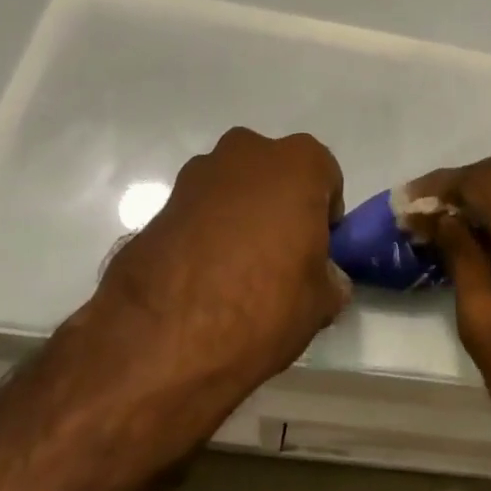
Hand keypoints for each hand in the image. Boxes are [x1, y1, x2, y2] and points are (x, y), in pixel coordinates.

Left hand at [95, 128, 348, 389]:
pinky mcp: (160, 203)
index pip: (325, 178)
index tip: (315, 252)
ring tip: (236, 272)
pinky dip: (205, 233)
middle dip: (279, 207)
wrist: (164, 337)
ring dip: (240, 217)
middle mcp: (248, 152)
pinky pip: (199, 212)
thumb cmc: (263, 305)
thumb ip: (329, 277)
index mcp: (298, 163)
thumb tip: (325, 276)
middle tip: (279, 257)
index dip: (323, 217)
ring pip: (234, 190)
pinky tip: (204, 276)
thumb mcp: (321, 302)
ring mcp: (198, 174)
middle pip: (276, 175)